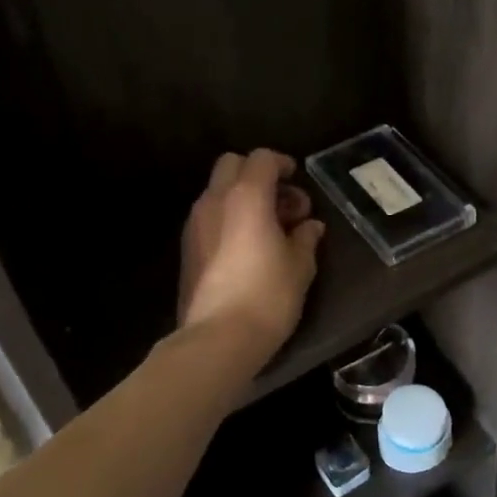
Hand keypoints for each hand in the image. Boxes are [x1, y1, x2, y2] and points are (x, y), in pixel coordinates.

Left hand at [178, 149, 324, 362]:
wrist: (218, 338)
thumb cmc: (268, 295)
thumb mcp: (301, 266)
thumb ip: (306, 238)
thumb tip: (309, 226)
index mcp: (246, 196)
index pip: (261, 159)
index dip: (281, 163)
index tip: (297, 180)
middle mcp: (215, 201)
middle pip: (232, 165)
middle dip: (257, 175)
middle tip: (283, 203)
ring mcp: (195, 224)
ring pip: (217, 191)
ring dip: (242, 197)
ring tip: (269, 228)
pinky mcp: (187, 248)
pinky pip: (209, 216)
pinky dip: (229, 218)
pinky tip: (248, 247)